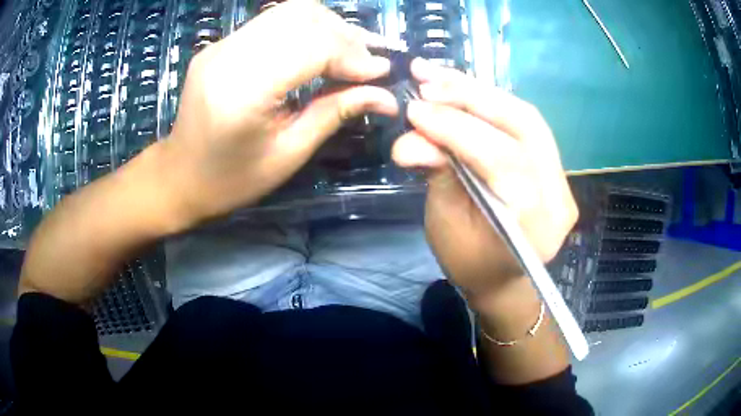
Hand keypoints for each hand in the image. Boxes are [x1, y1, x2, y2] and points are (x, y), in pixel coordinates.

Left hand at [159, 0, 397, 227]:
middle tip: (373, 60)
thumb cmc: (232, 179)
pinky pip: (272, 21)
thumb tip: (386, 97)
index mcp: (241, 91)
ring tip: (354, 50)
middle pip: (301, 18)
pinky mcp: (221, 43)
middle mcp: (228, 55)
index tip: (382, 73)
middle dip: (347, 36)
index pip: (311, 47)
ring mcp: (221, 45)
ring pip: (289, 11)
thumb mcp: (288, 154)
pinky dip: (306, 27)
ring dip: (329, 26)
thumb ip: (335, 113)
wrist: (180, 176)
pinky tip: (322, 46)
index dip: (353, 55)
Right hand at [392, 60, 577, 309]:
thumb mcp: (445, 223)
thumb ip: (437, 174)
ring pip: (526, 116)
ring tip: (438, 78)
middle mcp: (559, 196)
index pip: (502, 159)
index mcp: (534, 225)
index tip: (415, 111)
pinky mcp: (555, 165)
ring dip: (479, 91)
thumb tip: (409, 139)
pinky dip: (490, 101)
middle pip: (523, 126)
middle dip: (471, 97)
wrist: (502, 277)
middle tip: (426, 80)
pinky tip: (461, 88)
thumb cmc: (469, 262)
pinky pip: (525, 123)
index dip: (457, 129)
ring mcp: (562, 178)